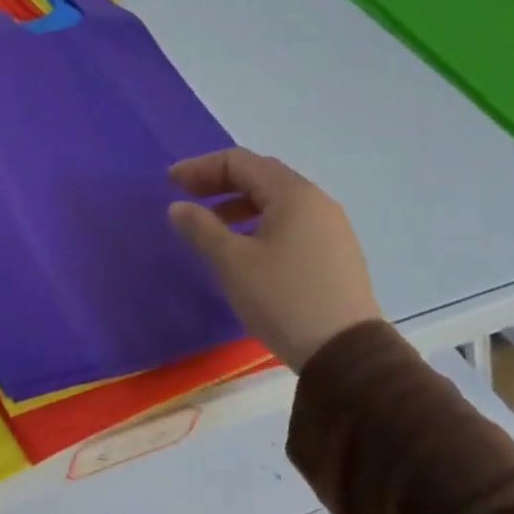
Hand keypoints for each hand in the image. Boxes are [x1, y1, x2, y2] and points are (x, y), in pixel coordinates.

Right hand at [167, 149, 381, 369]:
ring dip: (238, 204)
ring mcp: (330, 228)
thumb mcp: (232, 262)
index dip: (201, 167)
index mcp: (293, 195)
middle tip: (185, 196)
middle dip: (219, 182)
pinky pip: (290, 222)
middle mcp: (316, 202)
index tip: (170, 182)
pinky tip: (244, 247)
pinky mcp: (334, 253)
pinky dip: (259, 222)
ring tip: (210, 224)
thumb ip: (201, 228)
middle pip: (261, 176)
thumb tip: (178, 207)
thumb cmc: (282, 298)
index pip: (241, 162)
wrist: (344, 351)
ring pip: (277, 201)